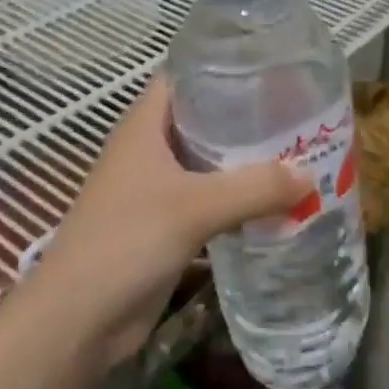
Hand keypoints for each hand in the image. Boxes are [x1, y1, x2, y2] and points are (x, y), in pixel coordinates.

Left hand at [21, 78, 308, 369]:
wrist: (77, 323)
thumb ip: (255, 188)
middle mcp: (149, 148)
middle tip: (297, 112)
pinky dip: (237, 198)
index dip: (222, 65)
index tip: (270, 67)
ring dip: (245, 161)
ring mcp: (155, 188)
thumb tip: (311, 175)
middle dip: (246, 116)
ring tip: (297, 152)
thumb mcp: (195, 208)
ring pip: (208, 161)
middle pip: (203, 118)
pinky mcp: (164, 225)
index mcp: (145, 125)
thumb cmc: (126, 241)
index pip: (185, 75)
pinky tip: (274, 201)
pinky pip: (208, 199)